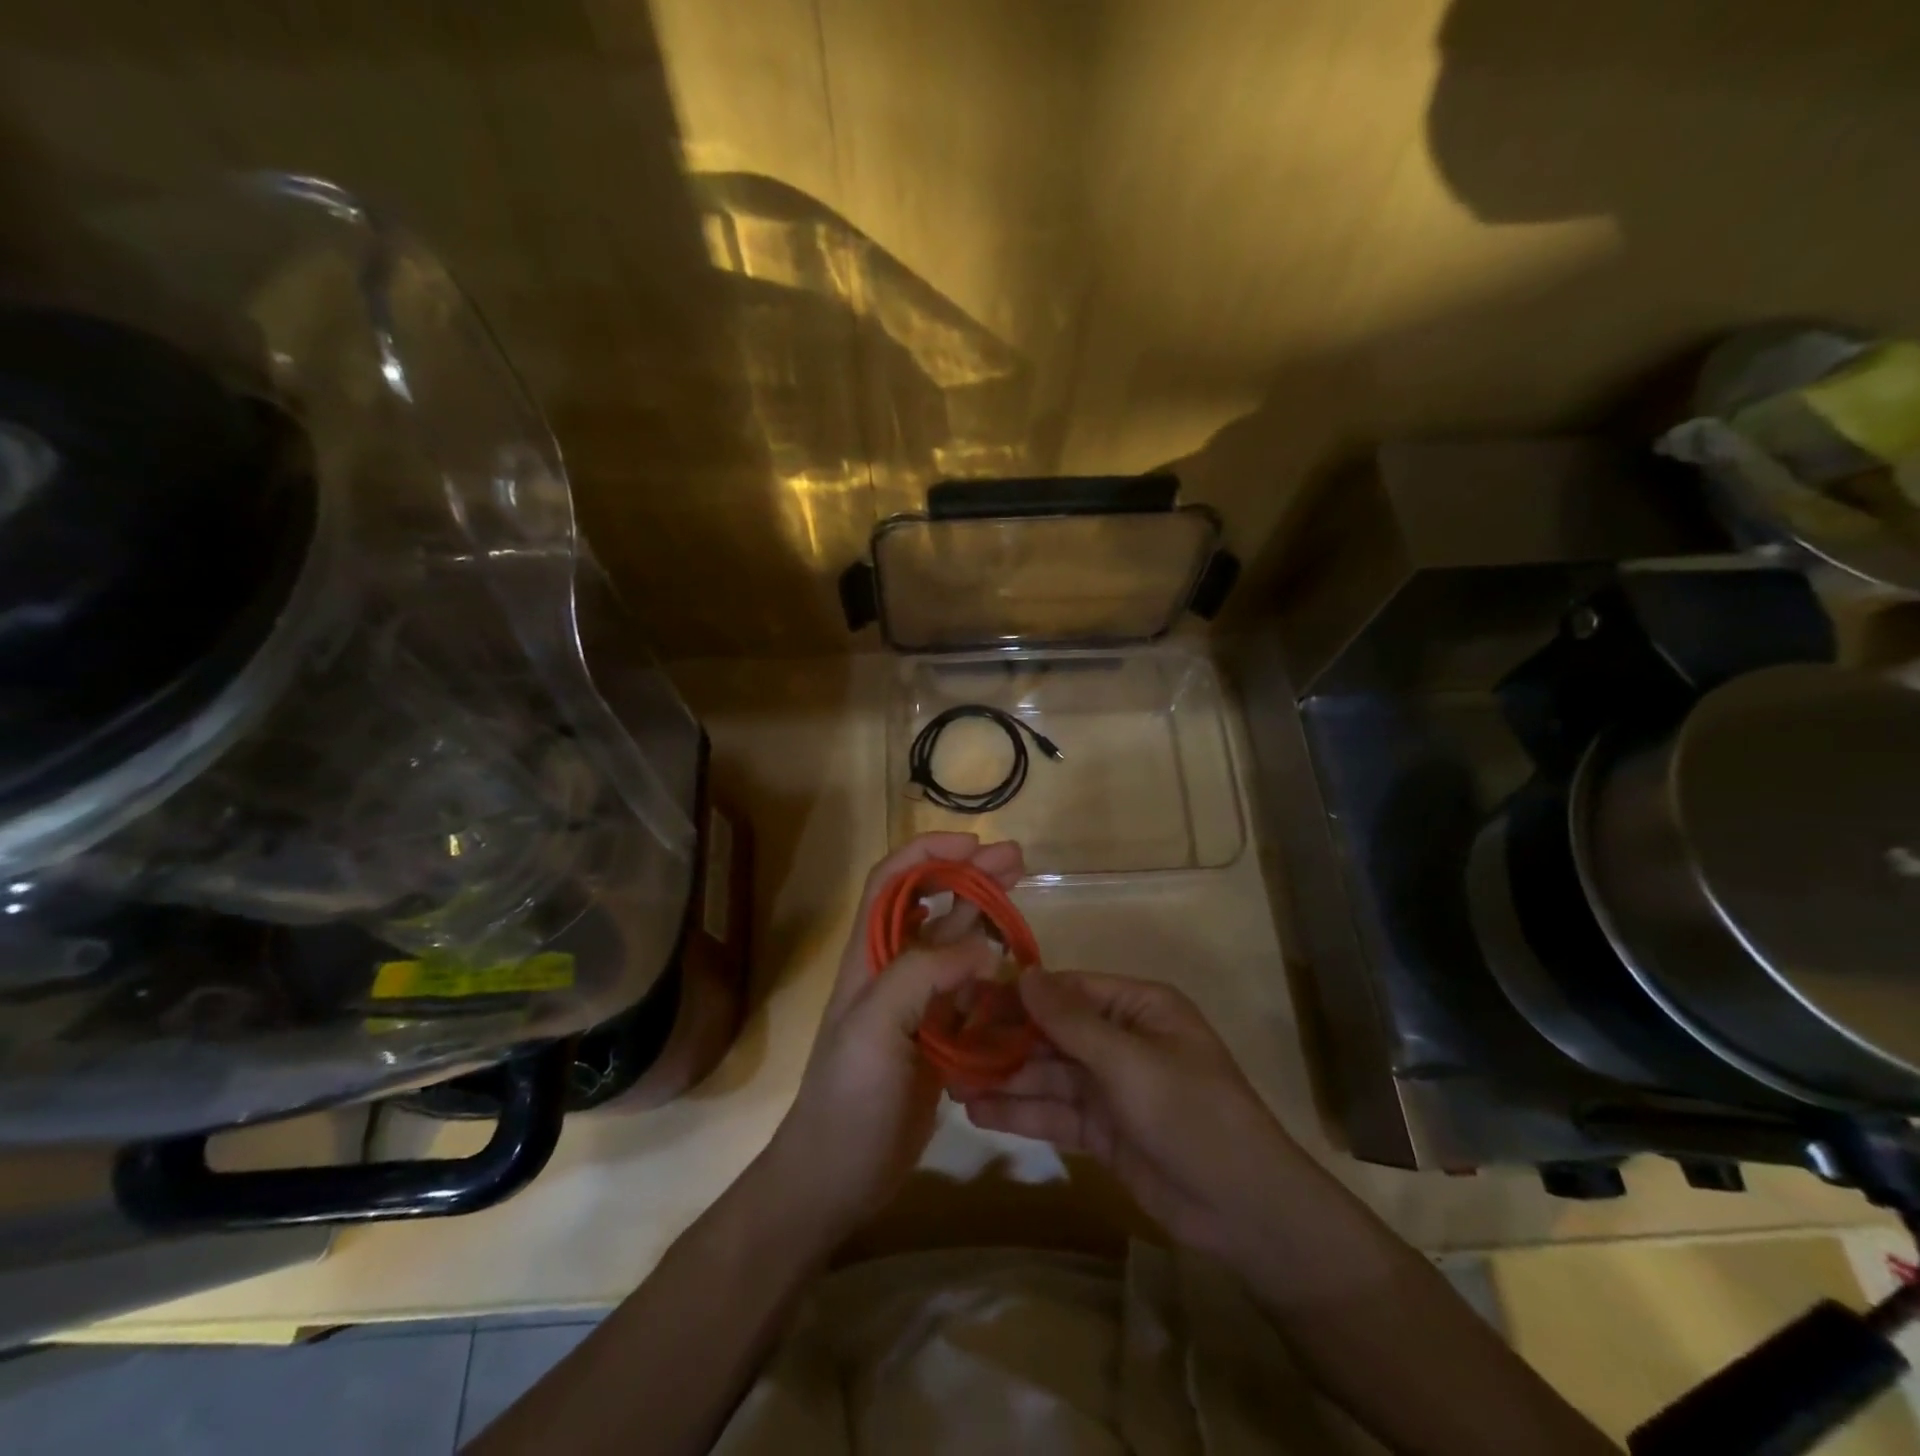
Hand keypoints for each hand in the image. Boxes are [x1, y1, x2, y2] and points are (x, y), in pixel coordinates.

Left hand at [763, 832, 1024, 1240]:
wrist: (835, 1177)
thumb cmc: (847, 1098)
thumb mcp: (874, 1028)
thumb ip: (922, 976)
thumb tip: (982, 948)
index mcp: (869, 956)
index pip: (892, 881)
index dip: (928, 854)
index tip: (974, 845)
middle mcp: (892, 969)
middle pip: (932, 904)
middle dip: (970, 874)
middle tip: (1018, 860)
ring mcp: (916, 1003)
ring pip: (954, 943)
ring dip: (985, 914)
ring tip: (1024, 894)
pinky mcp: (937, 1036)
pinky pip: (969, 989)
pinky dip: (992, 969)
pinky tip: (1017, 965)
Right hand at [959, 970, 1302, 1264]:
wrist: (1243, 1210)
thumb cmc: (1190, 1113)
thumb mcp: (1129, 1061)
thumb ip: (1071, 1020)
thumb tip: (1024, 973)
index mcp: (1137, 1007)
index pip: (1068, 989)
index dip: (1020, 994)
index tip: (969, 998)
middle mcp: (1121, 1039)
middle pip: (1052, 1032)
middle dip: (1004, 1039)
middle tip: (949, 1042)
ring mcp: (1111, 1087)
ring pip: (1048, 1074)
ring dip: (1004, 1077)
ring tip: (951, 1080)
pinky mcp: (1103, 1130)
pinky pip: (1055, 1112)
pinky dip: (1021, 1112)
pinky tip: (979, 1111)